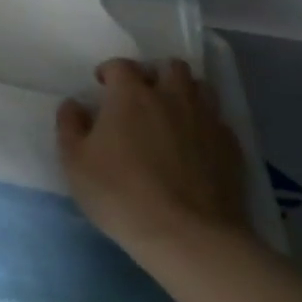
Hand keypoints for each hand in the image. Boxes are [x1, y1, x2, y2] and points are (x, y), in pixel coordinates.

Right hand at [56, 58, 250, 251]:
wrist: (187, 235)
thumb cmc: (120, 194)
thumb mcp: (75, 163)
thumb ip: (70, 126)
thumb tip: (74, 104)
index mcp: (131, 95)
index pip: (121, 65)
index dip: (110, 71)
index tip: (103, 85)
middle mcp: (172, 96)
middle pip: (170, 67)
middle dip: (155, 74)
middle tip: (143, 95)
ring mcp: (206, 119)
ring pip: (201, 88)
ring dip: (185, 93)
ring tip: (173, 114)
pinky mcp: (231, 146)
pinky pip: (218, 121)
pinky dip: (205, 125)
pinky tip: (196, 145)